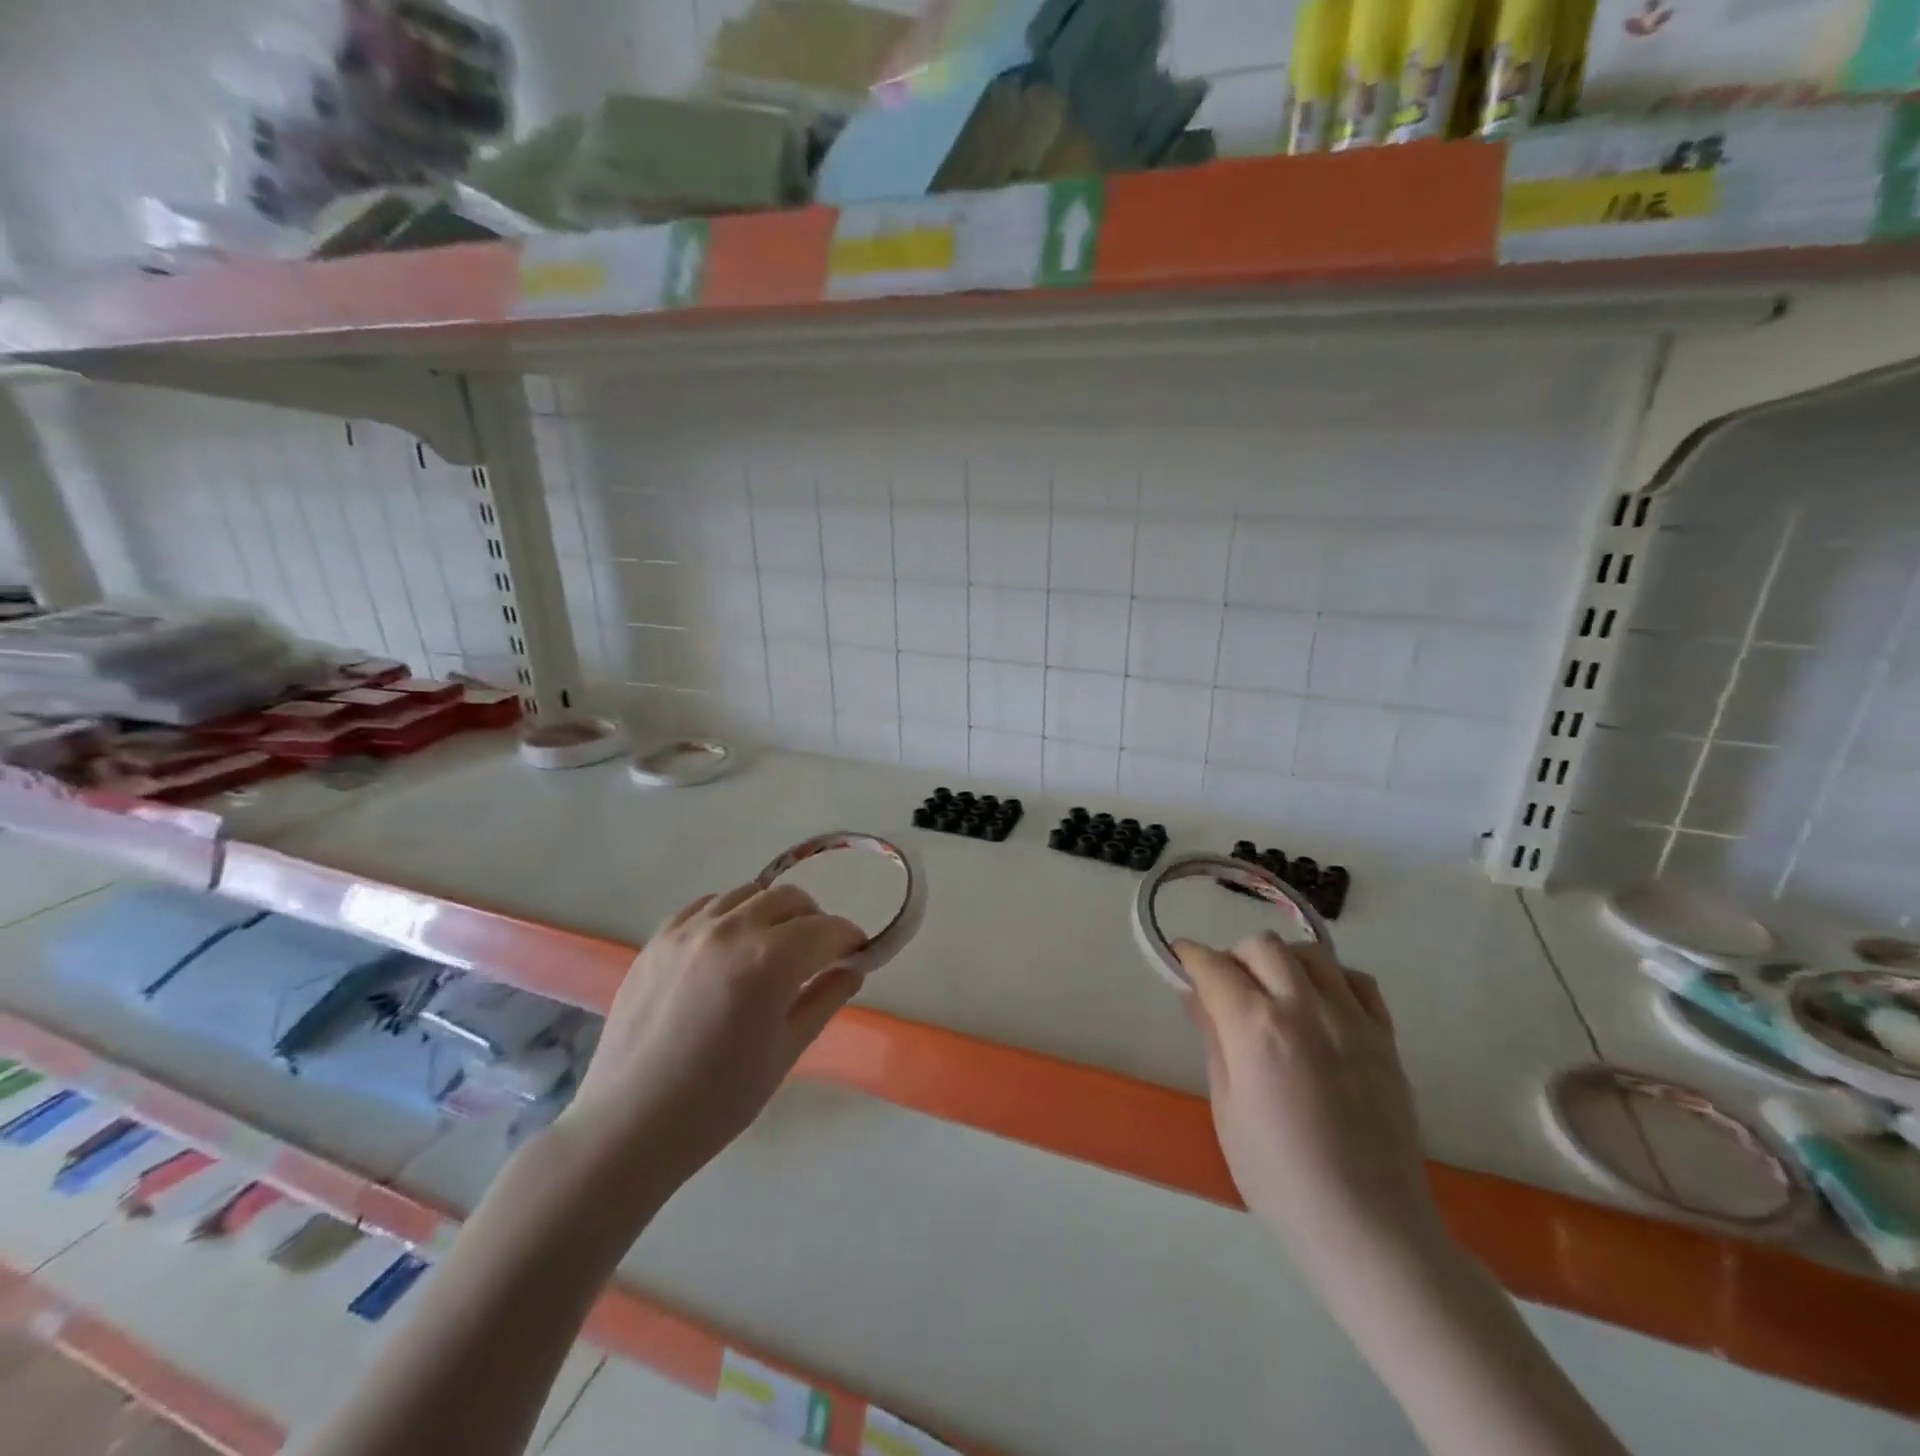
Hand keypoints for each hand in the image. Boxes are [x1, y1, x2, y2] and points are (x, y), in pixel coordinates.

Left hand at [558, 883, 866, 1191]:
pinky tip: (728, 947)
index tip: (857, 954)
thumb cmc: (719, 1100)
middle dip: (814, 921)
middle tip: (818, 954)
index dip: (849, 939)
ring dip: (772, 912)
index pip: (827, 929)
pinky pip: (706, 905)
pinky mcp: (658, 938)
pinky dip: (729, 914)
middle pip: (790, 898)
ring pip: (748, 893)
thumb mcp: (786, 1051)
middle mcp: (731, 930)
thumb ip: (825, 999)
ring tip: (771, 947)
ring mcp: (689, 930)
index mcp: (769, 961)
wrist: (630, 1125)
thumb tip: (854, 968)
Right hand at [1177, 933, 1441, 1274]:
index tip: (1180, 957)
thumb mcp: (1227, 1110)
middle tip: (1226, 986)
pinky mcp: (1385, 1039)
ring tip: (1275, 993)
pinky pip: (1358, 981)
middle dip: (1234, 956)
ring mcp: (1351, 1021)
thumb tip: (1196, 996)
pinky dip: (1333, 979)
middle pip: (1262, 947)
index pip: (1214, 967)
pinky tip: (1321, 1007)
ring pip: (1311, 953)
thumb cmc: (1279, 1178)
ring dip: (1282, 962)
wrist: (1369, 1228)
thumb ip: (1214, 1041)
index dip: (1190, 956)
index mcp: (1255, 1029)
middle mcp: (1304, 1009)